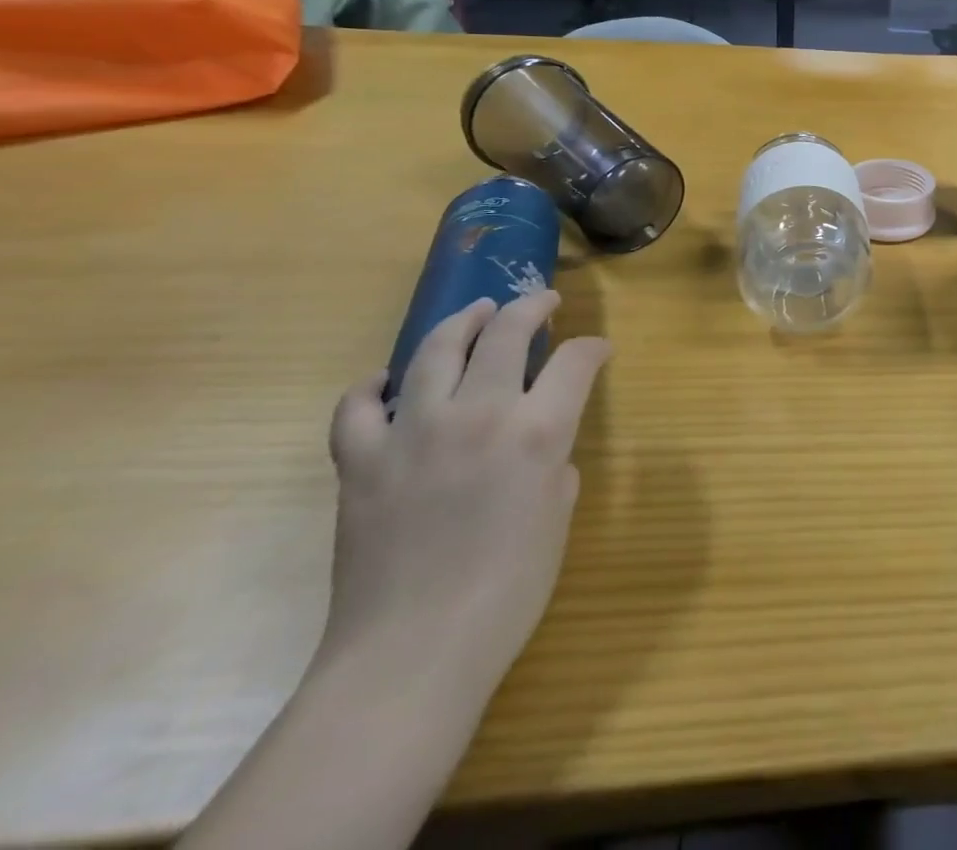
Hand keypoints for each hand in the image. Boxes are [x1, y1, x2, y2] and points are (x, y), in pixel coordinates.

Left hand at [320, 293, 609, 709]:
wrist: (412, 654)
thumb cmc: (508, 591)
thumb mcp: (558, 517)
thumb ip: (553, 466)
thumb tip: (538, 451)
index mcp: (537, 430)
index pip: (576, 361)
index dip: (593, 349)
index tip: (599, 351)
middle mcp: (479, 413)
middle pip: (508, 332)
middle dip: (534, 307)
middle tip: (545, 303)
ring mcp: (413, 432)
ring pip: (436, 349)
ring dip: (463, 322)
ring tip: (477, 313)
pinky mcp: (361, 461)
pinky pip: (358, 407)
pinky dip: (374, 387)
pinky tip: (387, 383)